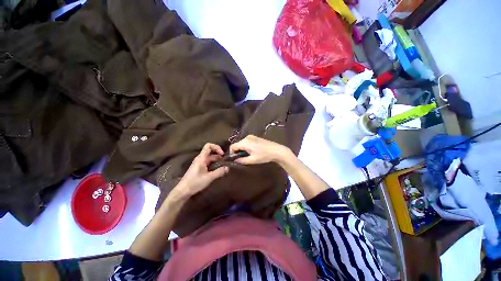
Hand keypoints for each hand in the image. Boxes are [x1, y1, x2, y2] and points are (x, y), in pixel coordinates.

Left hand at [172, 143, 228, 199]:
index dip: (216, 147)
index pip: (208, 146)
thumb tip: (228, 168)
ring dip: (217, 160)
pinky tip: (218, 169)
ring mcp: (199, 163)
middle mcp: (200, 158)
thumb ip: (219, 172)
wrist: (183, 191)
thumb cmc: (195, 182)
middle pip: (210, 152)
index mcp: (201, 158)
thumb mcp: (209, 177)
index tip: (222, 154)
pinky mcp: (199, 168)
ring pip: (210, 157)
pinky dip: (214, 164)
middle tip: (225, 161)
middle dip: (219, 155)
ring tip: (224, 165)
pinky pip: (208, 162)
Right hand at [229, 135, 291, 164]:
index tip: (235, 159)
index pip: (233, 146)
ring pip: (242, 143)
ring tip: (248, 156)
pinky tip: (253, 152)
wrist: (276, 150)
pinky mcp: (255, 137)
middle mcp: (247, 137)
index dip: (232, 153)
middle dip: (238, 152)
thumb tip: (235, 161)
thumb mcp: (252, 160)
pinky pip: (247, 142)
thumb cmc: (264, 155)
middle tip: (242, 159)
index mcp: (245, 142)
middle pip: (237, 144)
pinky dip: (247, 147)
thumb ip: (242, 160)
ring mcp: (252, 137)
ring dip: (243, 150)